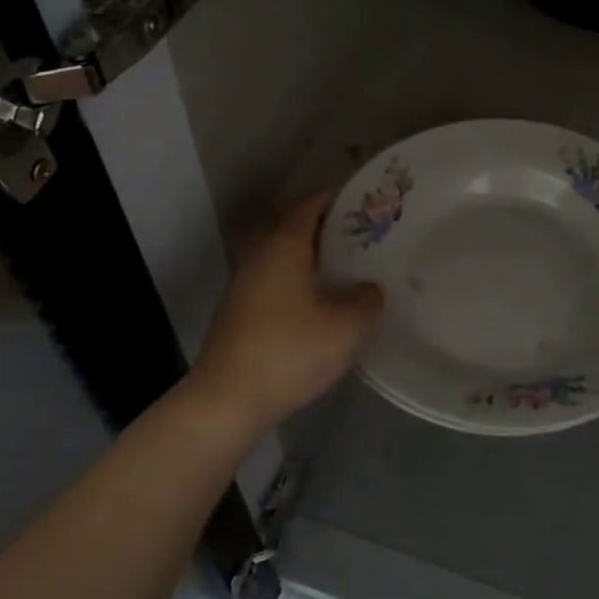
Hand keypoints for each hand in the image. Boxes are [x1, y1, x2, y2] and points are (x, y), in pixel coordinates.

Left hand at [189, 191, 383, 433]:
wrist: (228, 400)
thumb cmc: (291, 351)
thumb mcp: (347, 328)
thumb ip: (367, 301)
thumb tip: (370, 289)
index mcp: (284, 246)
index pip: (309, 206)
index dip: (335, 199)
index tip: (362, 200)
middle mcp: (259, 255)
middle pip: (289, 224)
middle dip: (320, 223)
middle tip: (354, 232)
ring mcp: (242, 283)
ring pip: (276, 252)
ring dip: (304, 251)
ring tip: (338, 264)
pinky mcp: (236, 310)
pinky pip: (269, 276)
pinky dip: (292, 275)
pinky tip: (313, 298)